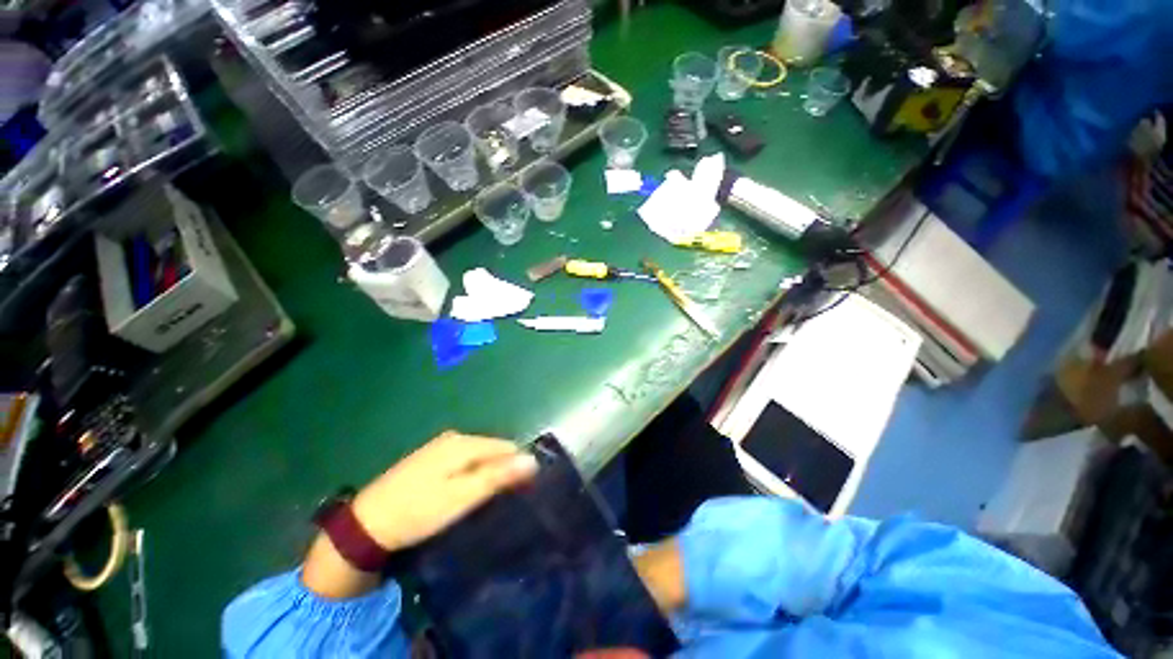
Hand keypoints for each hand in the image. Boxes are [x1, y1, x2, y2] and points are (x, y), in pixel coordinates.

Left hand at [303, 431, 537, 599]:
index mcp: (464, 442)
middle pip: (492, 450)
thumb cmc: (419, 511)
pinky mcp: (429, 459)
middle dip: (501, 470)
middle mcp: (455, 438)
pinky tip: (463, 493)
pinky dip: (470, 474)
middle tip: (501, 500)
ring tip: (484, 499)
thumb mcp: (462, 496)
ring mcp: (440, 447)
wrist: (366, 524)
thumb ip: (498, 476)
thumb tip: (532, 459)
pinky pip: (462, 461)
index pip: (507, 447)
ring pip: (478, 456)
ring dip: (486, 473)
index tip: (520, 493)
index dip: (517, 467)